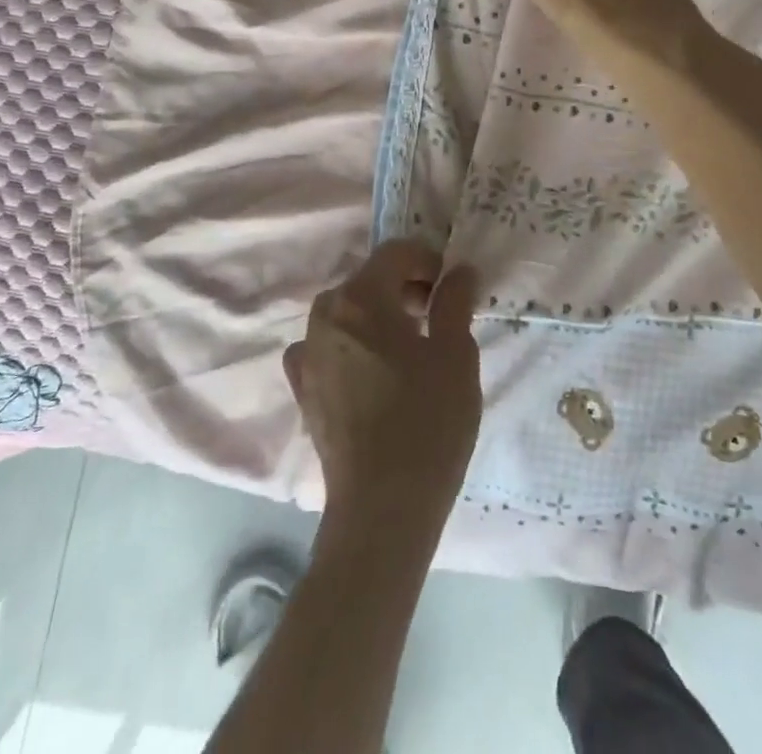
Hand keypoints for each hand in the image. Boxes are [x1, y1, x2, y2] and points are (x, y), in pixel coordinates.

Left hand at [284, 242, 481, 534]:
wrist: (382, 508)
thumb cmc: (427, 421)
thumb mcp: (456, 354)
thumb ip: (454, 302)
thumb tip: (458, 271)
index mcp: (360, 296)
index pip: (396, 253)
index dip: (428, 261)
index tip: (453, 288)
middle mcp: (325, 314)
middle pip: (369, 280)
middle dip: (405, 288)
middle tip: (439, 318)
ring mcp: (307, 351)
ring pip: (349, 313)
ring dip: (380, 316)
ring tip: (412, 348)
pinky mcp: (303, 387)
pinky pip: (330, 347)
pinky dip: (354, 346)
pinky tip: (374, 373)